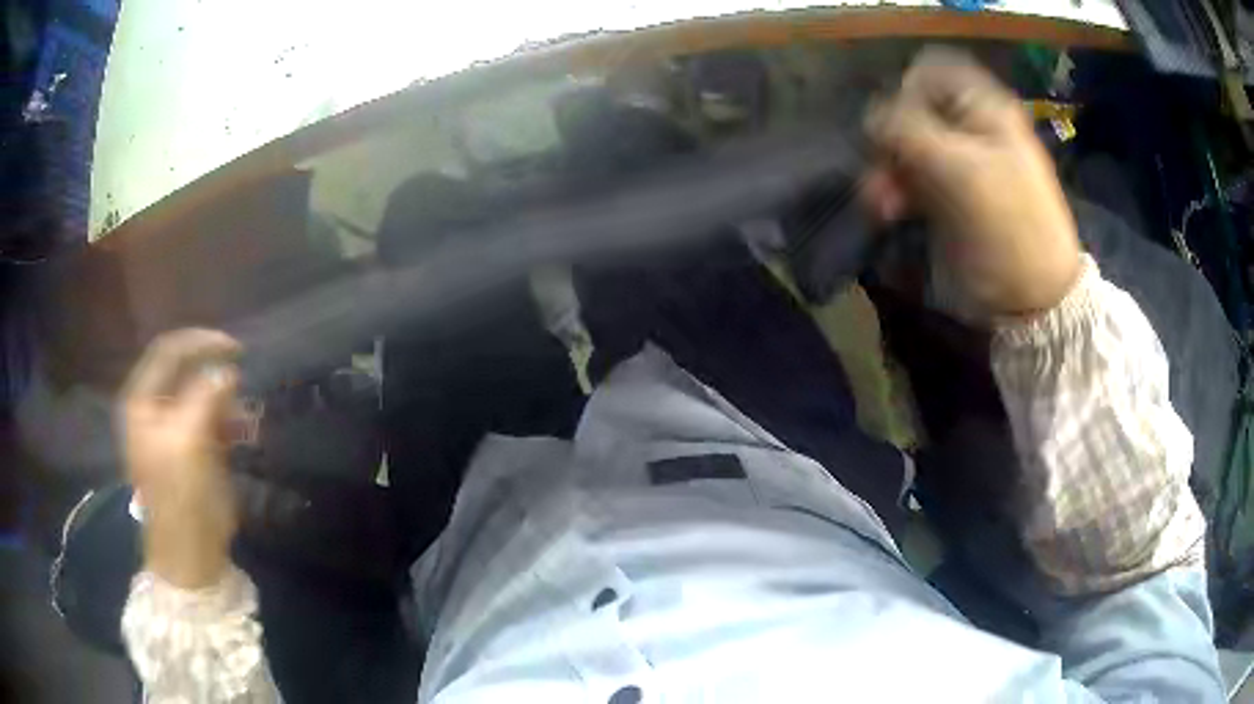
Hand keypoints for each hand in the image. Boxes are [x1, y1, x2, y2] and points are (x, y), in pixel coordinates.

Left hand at [120, 329, 241, 588]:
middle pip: (186, 373)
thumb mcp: (188, 442)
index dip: (200, 343)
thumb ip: (205, 397)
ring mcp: (173, 431)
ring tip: (248, 418)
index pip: (168, 351)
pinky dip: (230, 422)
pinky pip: (211, 421)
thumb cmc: (180, 496)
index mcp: (143, 402)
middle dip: (216, 376)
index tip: (235, 348)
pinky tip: (246, 433)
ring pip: (202, 398)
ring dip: (227, 401)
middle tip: (243, 387)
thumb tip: (227, 371)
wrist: (189, 553)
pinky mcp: (192, 451)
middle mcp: (155, 409)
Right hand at [863, 49, 1080, 317]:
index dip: (905, 93)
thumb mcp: (962, 171)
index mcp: (985, 109)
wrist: (1035, 297)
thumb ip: (909, 131)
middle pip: (912, 110)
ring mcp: (960, 162)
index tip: (897, 128)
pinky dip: (896, 190)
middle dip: (890, 138)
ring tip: (880, 204)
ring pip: (907, 145)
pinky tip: (888, 212)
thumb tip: (872, 116)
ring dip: (887, 169)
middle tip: (880, 171)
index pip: (930, 73)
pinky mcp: (950, 195)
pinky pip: (912, 177)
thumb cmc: (1010, 228)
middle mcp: (971, 128)